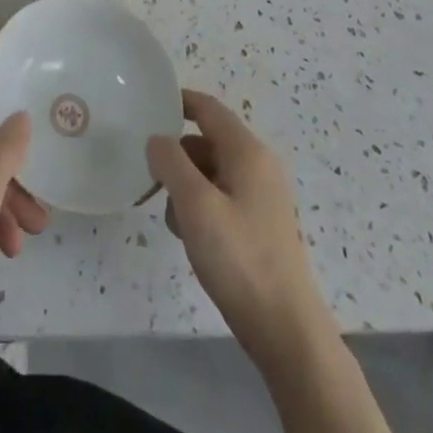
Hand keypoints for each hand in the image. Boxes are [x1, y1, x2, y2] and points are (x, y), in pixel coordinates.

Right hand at [147, 90, 325, 362]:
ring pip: (211, 172)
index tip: (146, 107)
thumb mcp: (195, 205)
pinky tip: (190, 236)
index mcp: (247, 152)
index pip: (208, 108)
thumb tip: (157, 139)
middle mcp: (258, 166)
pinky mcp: (259, 224)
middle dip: (176, 155)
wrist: (286, 330)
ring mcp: (261, 196)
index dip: (177, 101)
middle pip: (207, 140)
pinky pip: (221, 197)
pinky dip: (200, 206)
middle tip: (147, 176)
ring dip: (185, 185)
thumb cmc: (239, 259)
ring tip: (171, 217)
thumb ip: (170, 162)